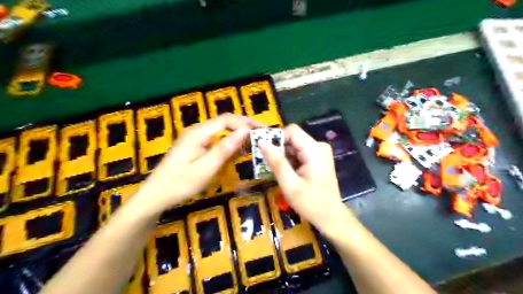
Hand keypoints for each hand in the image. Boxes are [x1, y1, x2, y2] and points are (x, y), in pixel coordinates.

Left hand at [133, 114, 258, 213]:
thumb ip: (225, 148)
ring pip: (221, 130)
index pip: (227, 119)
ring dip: (238, 134)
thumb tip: (245, 131)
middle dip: (244, 126)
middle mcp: (197, 130)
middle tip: (262, 135)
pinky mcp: (195, 145)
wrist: (156, 195)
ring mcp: (195, 137)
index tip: (263, 130)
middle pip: (225, 122)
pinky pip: (216, 139)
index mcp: (199, 133)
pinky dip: (229, 142)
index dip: (246, 122)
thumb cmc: (180, 184)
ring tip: (254, 142)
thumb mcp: (206, 168)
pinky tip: (236, 150)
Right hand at [259, 123, 353, 231]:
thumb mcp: (289, 184)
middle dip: (279, 149)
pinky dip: (291, 161)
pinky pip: (300, 153)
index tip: (265, 151)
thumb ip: (276, 161)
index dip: (276, 138)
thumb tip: (261, 141)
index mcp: (314, 150)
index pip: (291, 131)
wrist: (331, 217)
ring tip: (278, 172)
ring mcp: (320, 152)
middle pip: (293, 138)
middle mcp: (319, 146)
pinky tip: (288, 174)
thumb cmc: (310, 203)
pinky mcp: (319, 159)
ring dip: (284, 157)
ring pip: (295, 146)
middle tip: (268, 165)